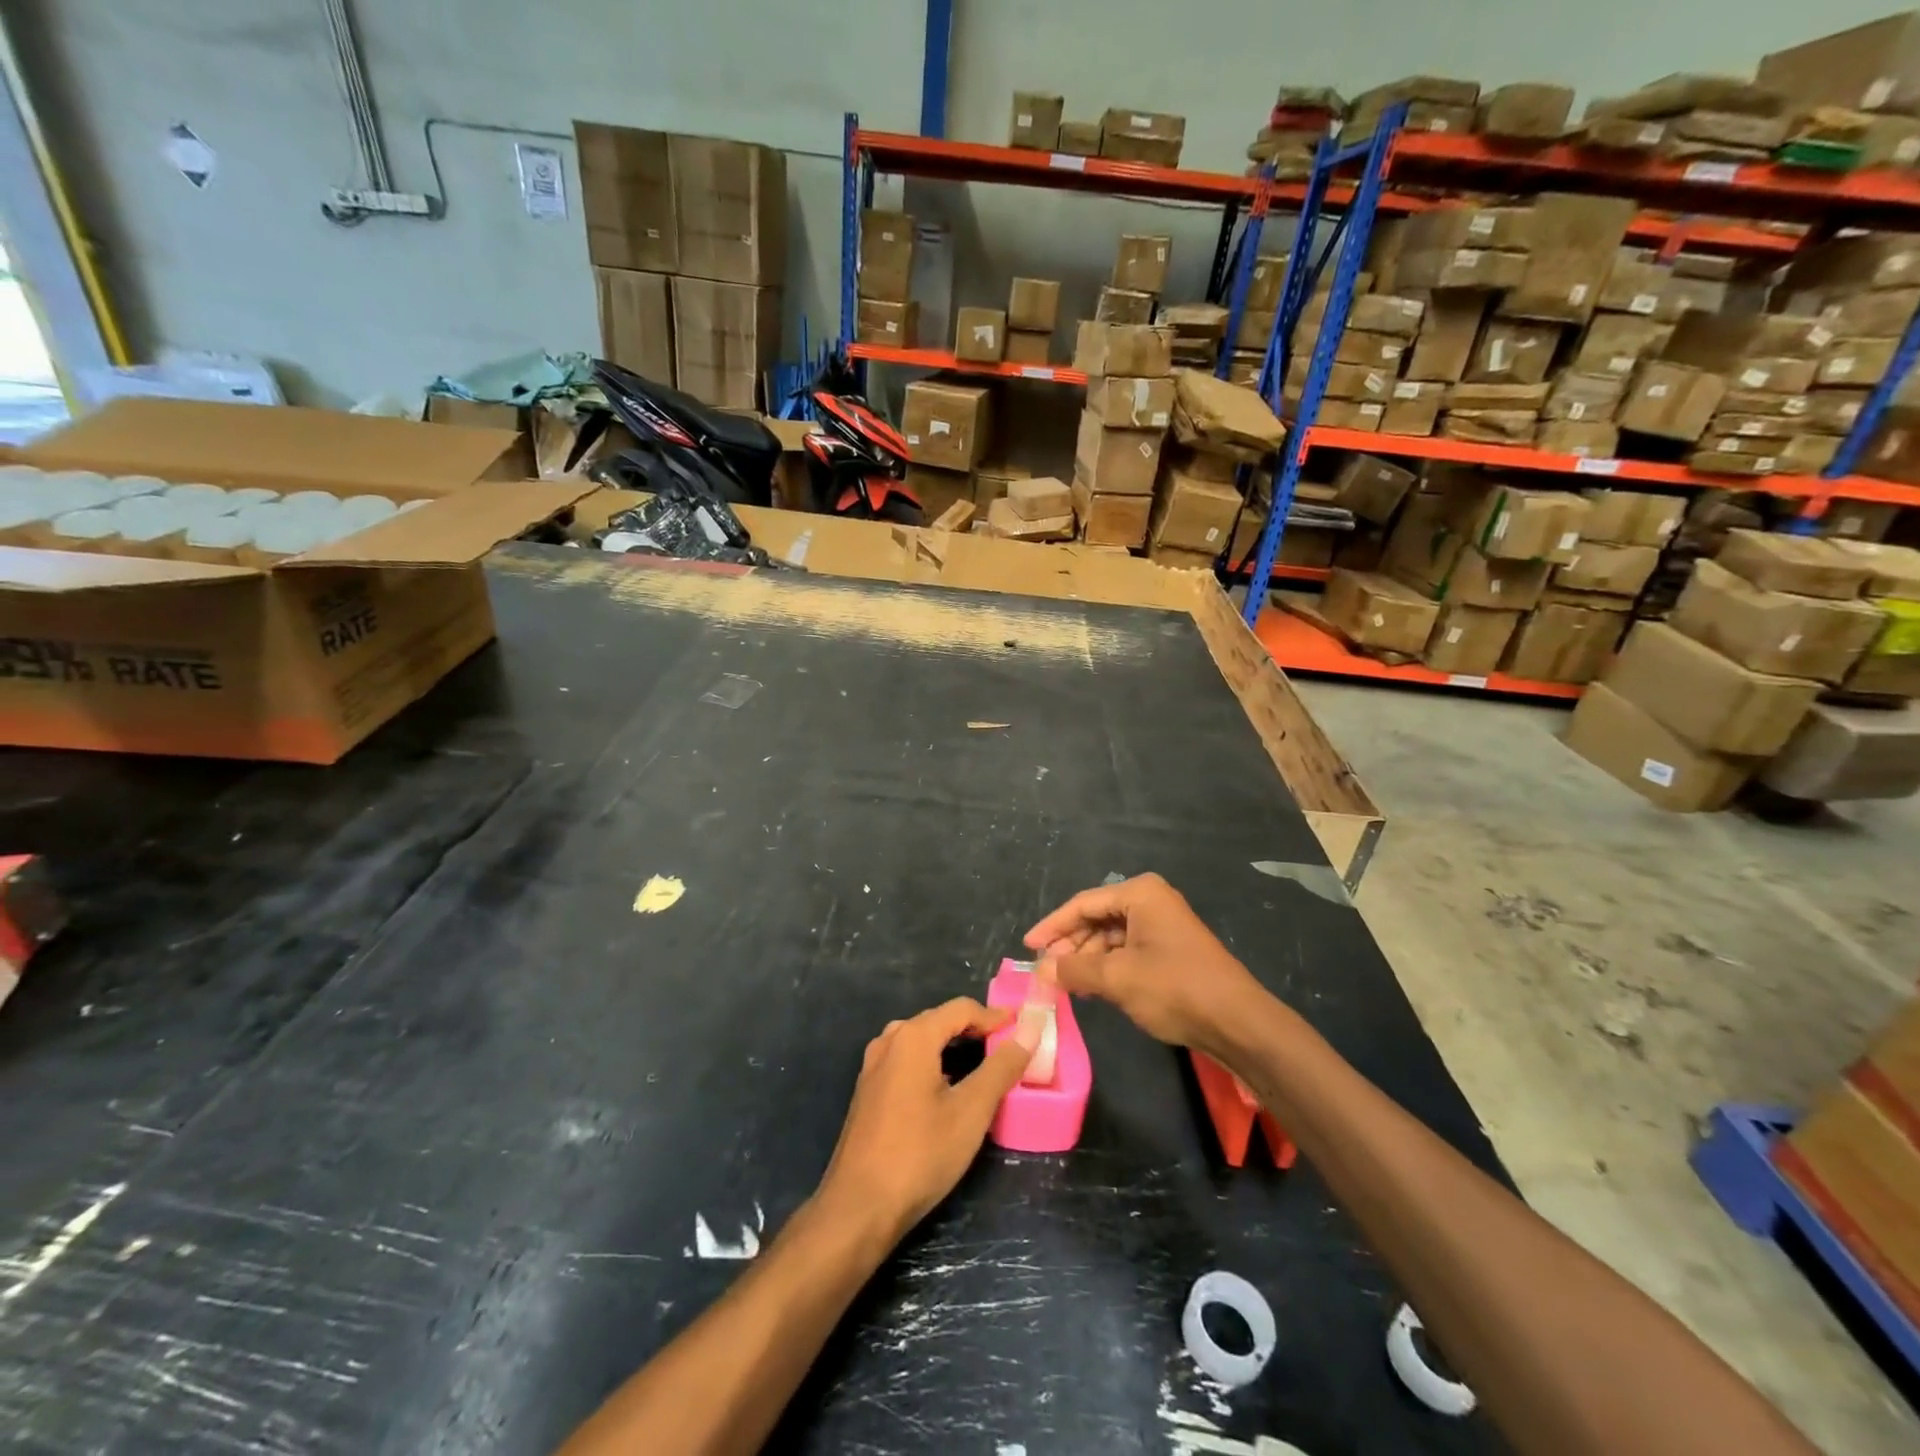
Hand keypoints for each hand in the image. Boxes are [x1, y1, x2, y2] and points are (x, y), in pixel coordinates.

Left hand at [818, 998, 1034, 1242]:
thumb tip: (1028, 1031)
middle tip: (1006, 1047)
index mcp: (913, 1037)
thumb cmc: (919, 1154)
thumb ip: (1000, 1068)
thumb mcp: (970, 1111)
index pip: (960, 1008)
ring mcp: (873, 1066)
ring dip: (952, 1045)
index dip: (994, 1016)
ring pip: (920, 1040)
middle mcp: (889, 1041)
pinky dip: (932, 1062)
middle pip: (938, 1020)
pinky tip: (946, 1088)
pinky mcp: (867, 1091)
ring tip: (981, 1064)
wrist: (858, 1207)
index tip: (1022, 1029)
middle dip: (973, 1029)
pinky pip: (906, 1060)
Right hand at [1024, 873, 1263, 1055]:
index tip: (1027, 948)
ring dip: (1087, 959)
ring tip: (1065, 984)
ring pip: (1110, 937)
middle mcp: (1151, 901)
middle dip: (1070, 945)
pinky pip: (1127, 951)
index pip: (1082, 904)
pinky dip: (1106, 967)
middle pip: (1096, 918)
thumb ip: (1074, 969)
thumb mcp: (1117, 978)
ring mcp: (1162, 925)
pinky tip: (1091, 987)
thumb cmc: (1175, 988)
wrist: (1238, 1022)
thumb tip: (1040, 971)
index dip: (1052, 927)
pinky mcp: (1170, 950)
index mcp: (1140, 894)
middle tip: (1046, 972)